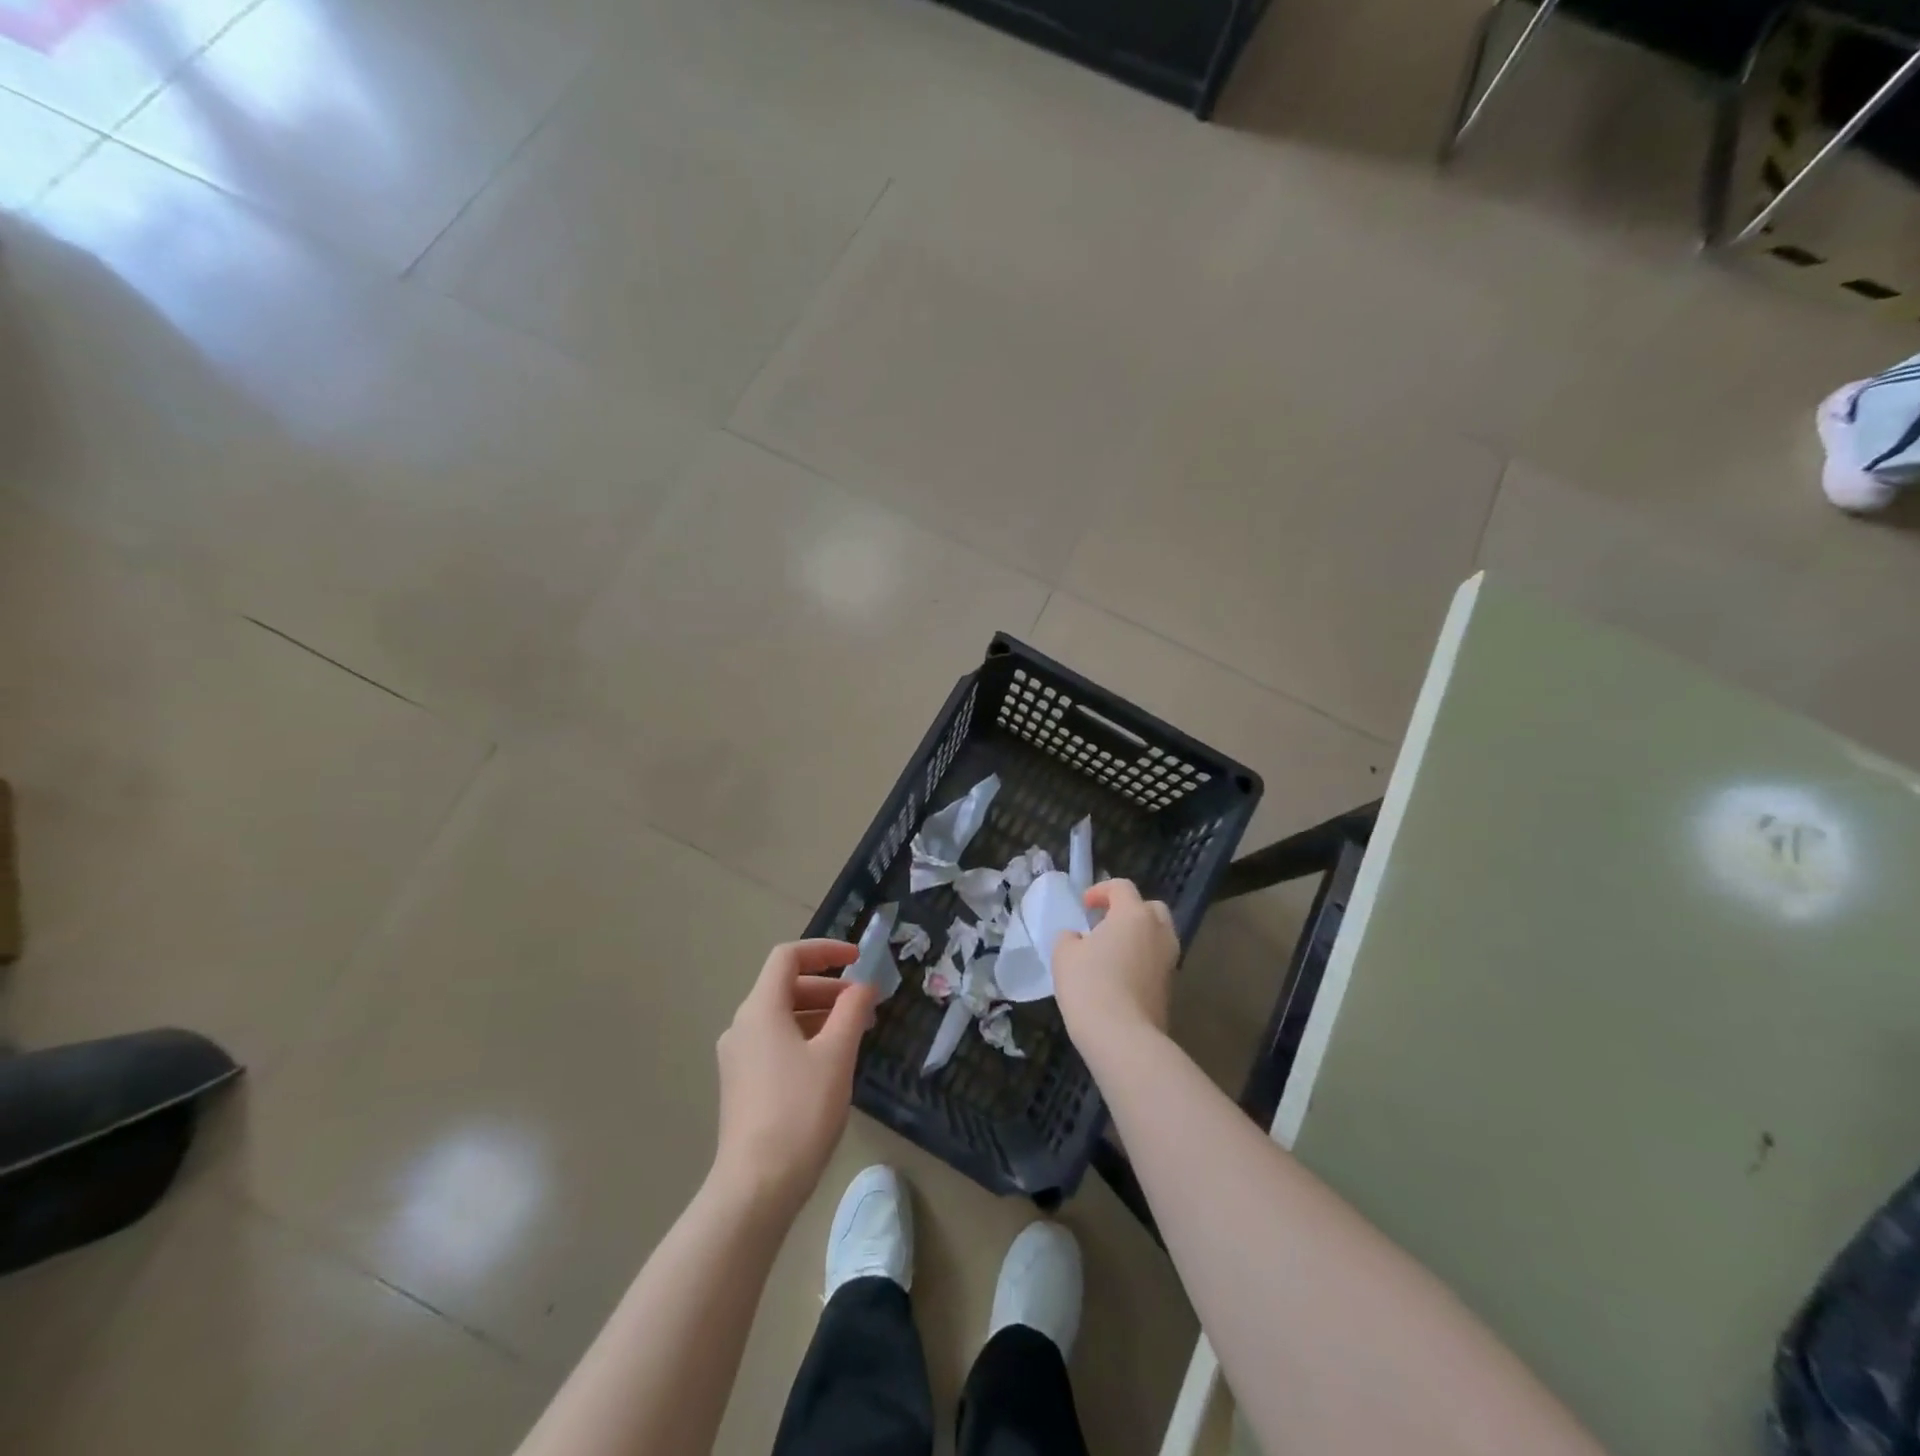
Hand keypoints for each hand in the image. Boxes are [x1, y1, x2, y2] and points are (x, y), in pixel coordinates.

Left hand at [712, 939, 875, 1214]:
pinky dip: (806, 1037)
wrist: (756, 1187)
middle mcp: (742, 1026)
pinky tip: (832, 1061)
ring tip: (856, 1032)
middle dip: (829, 988)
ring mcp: (738, 1057)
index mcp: (759, 1010)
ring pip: (782, 1017)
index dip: (825, 951)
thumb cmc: (800, 1111)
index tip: (858, 959)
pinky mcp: (742, 1084)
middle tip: (865, 1004)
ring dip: (820, 1014)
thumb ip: (852, 1011)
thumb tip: (863, 986)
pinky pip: (776, 1042)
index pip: (788, 957)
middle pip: (786, 987)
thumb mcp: (836, 1055)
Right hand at [1052, 879, 1177, 1049]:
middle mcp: (1158, 932)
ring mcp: (1169, 961)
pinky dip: (1142, 961)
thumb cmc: (1090, 985)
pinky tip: (1120, 978)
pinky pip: (1156, 962)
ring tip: (1112, 952)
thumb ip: (1069, 938)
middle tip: (1105, 924)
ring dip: (1138, 937)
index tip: (1084, 906)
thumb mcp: (1064, 954)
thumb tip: (1078, 939)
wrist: (1123, 1037)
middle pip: (1150, 908)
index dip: (1101, 891)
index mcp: (1134, 915)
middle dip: (1129, 910)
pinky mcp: (1171, 988)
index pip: (1122, 887)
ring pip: (1158, 936)